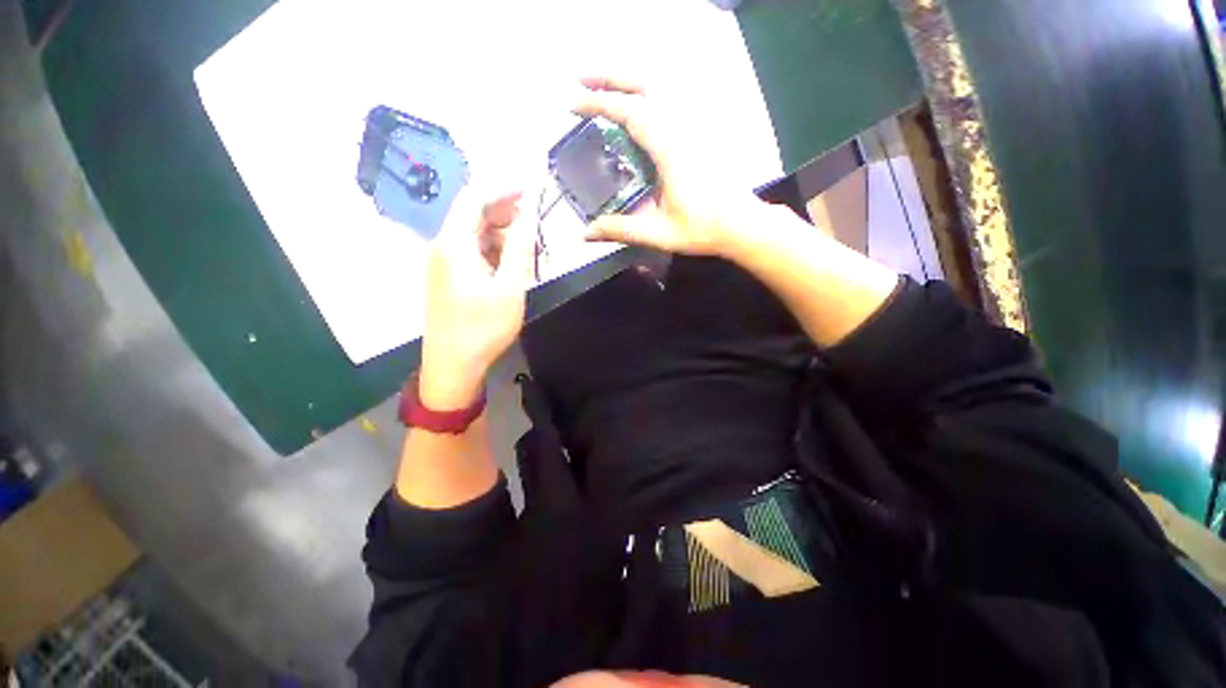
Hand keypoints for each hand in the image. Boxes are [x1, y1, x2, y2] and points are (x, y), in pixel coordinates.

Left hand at [419, 190, 534, 409]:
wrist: (453, 364)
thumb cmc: (484, 326)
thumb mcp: (511, 287)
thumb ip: (520, 248)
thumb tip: (528, 215)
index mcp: (455, 243)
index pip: (474, 197)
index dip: (503, 188)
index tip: (530, 188)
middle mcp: (443, 246)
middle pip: (472, 214)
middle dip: (504, 211)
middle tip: (534, 219)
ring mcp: (443, 263)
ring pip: (474, 235)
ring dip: (501, 234)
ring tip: (527, 246)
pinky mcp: (447, 278)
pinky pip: (471, 252)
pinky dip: (492, 250)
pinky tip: (510, 264)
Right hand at [573, 76, 763, 256]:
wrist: (741, 224)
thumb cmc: (702, 229)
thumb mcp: (658, 234)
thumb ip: (621, 230)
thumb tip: (586, 234)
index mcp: (671, 149)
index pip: (630, 112)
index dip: (599, 104)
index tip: (573, 104)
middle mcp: (683, 127)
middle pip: (645, 85)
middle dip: (611, 78)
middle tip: (582, 81)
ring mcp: (696, 126)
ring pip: (661, 88)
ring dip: (630, 82)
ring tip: (606, 88)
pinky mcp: (702, 131)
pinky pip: (673, 100)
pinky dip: (649, 94)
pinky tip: (640, 106)